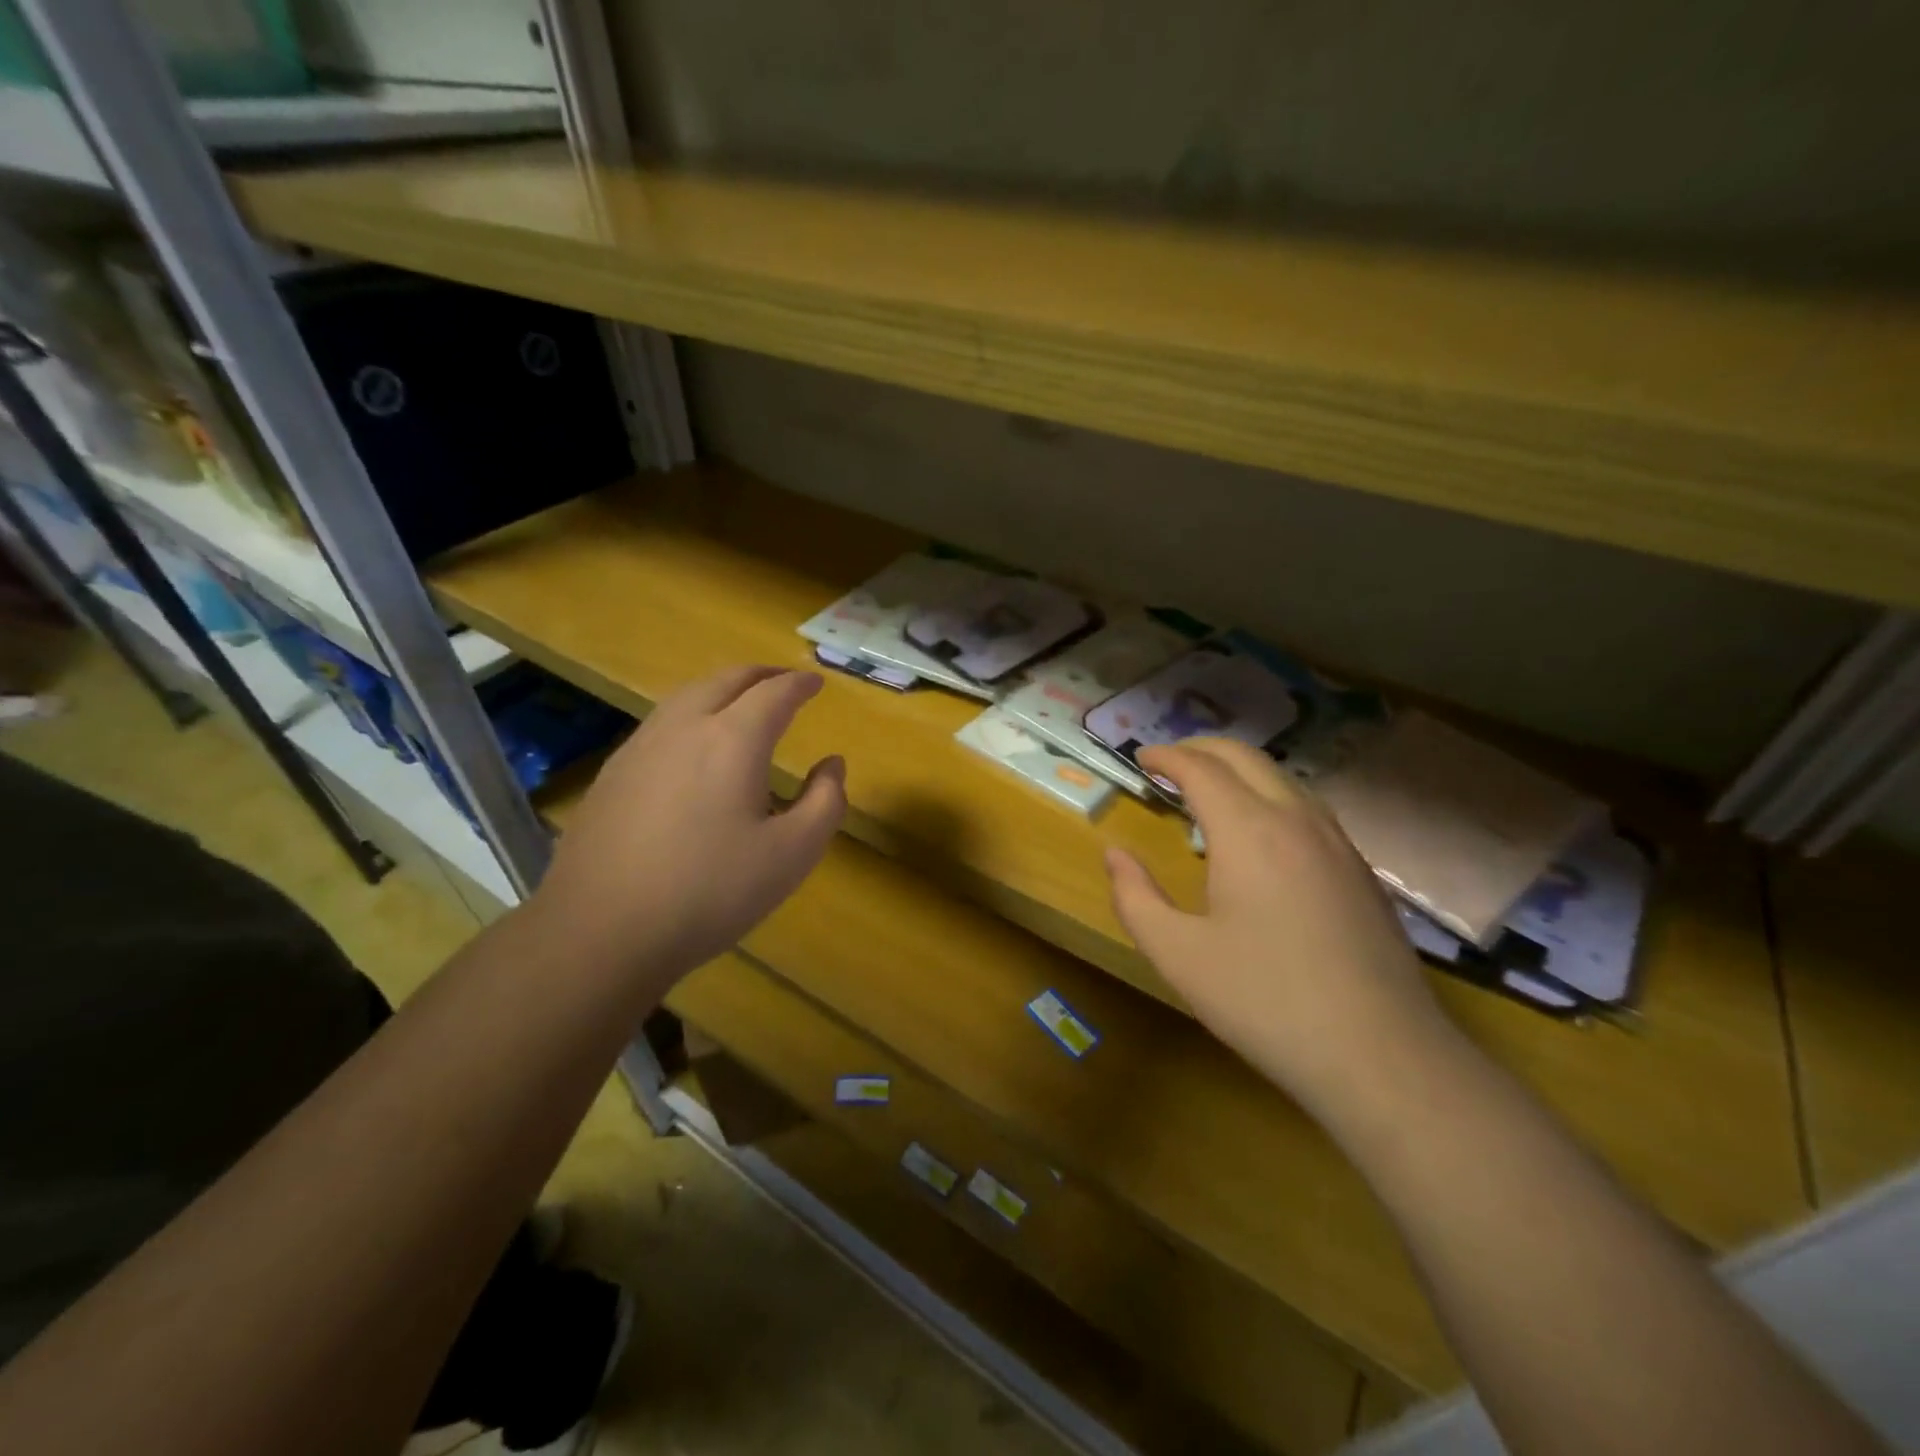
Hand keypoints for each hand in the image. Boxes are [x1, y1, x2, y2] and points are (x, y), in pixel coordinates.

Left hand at [533, 666, 845, 987]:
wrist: (601, 931)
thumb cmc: (710, 892)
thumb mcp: (792, 854)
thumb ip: (825, 802)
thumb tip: (832, 765)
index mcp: (733, 740)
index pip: (774, 693)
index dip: (799, 684)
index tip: (815, 683)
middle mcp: (684, 728)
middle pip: (725, 680)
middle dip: (760, 675)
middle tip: (783, 680)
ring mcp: (640, 747)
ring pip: (687, 696)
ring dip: (722, 689)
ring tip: (741, 702)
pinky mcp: (612, 774)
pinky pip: (661, 723)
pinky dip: (691, 714)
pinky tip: (692, 745)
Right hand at [1105, 738, 1456, 1119]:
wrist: (1381, 1056)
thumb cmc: (1265, 1002)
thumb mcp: (1178, 955)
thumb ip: (1135, 897)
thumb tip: (1115, 855)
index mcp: (1248, 831)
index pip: (1200, 768)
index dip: (1165, 756)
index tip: (1139, 758)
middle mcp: (1296, 820)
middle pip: (1245, 757)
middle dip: (1201, 749)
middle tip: (1168, 763)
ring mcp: (1337, 843)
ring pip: (1283, 778)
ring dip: (1239, 770)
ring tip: (1209, 792)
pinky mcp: (1360, 871)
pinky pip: (1308, 808)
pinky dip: (1271, 797)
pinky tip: (1262, 835)